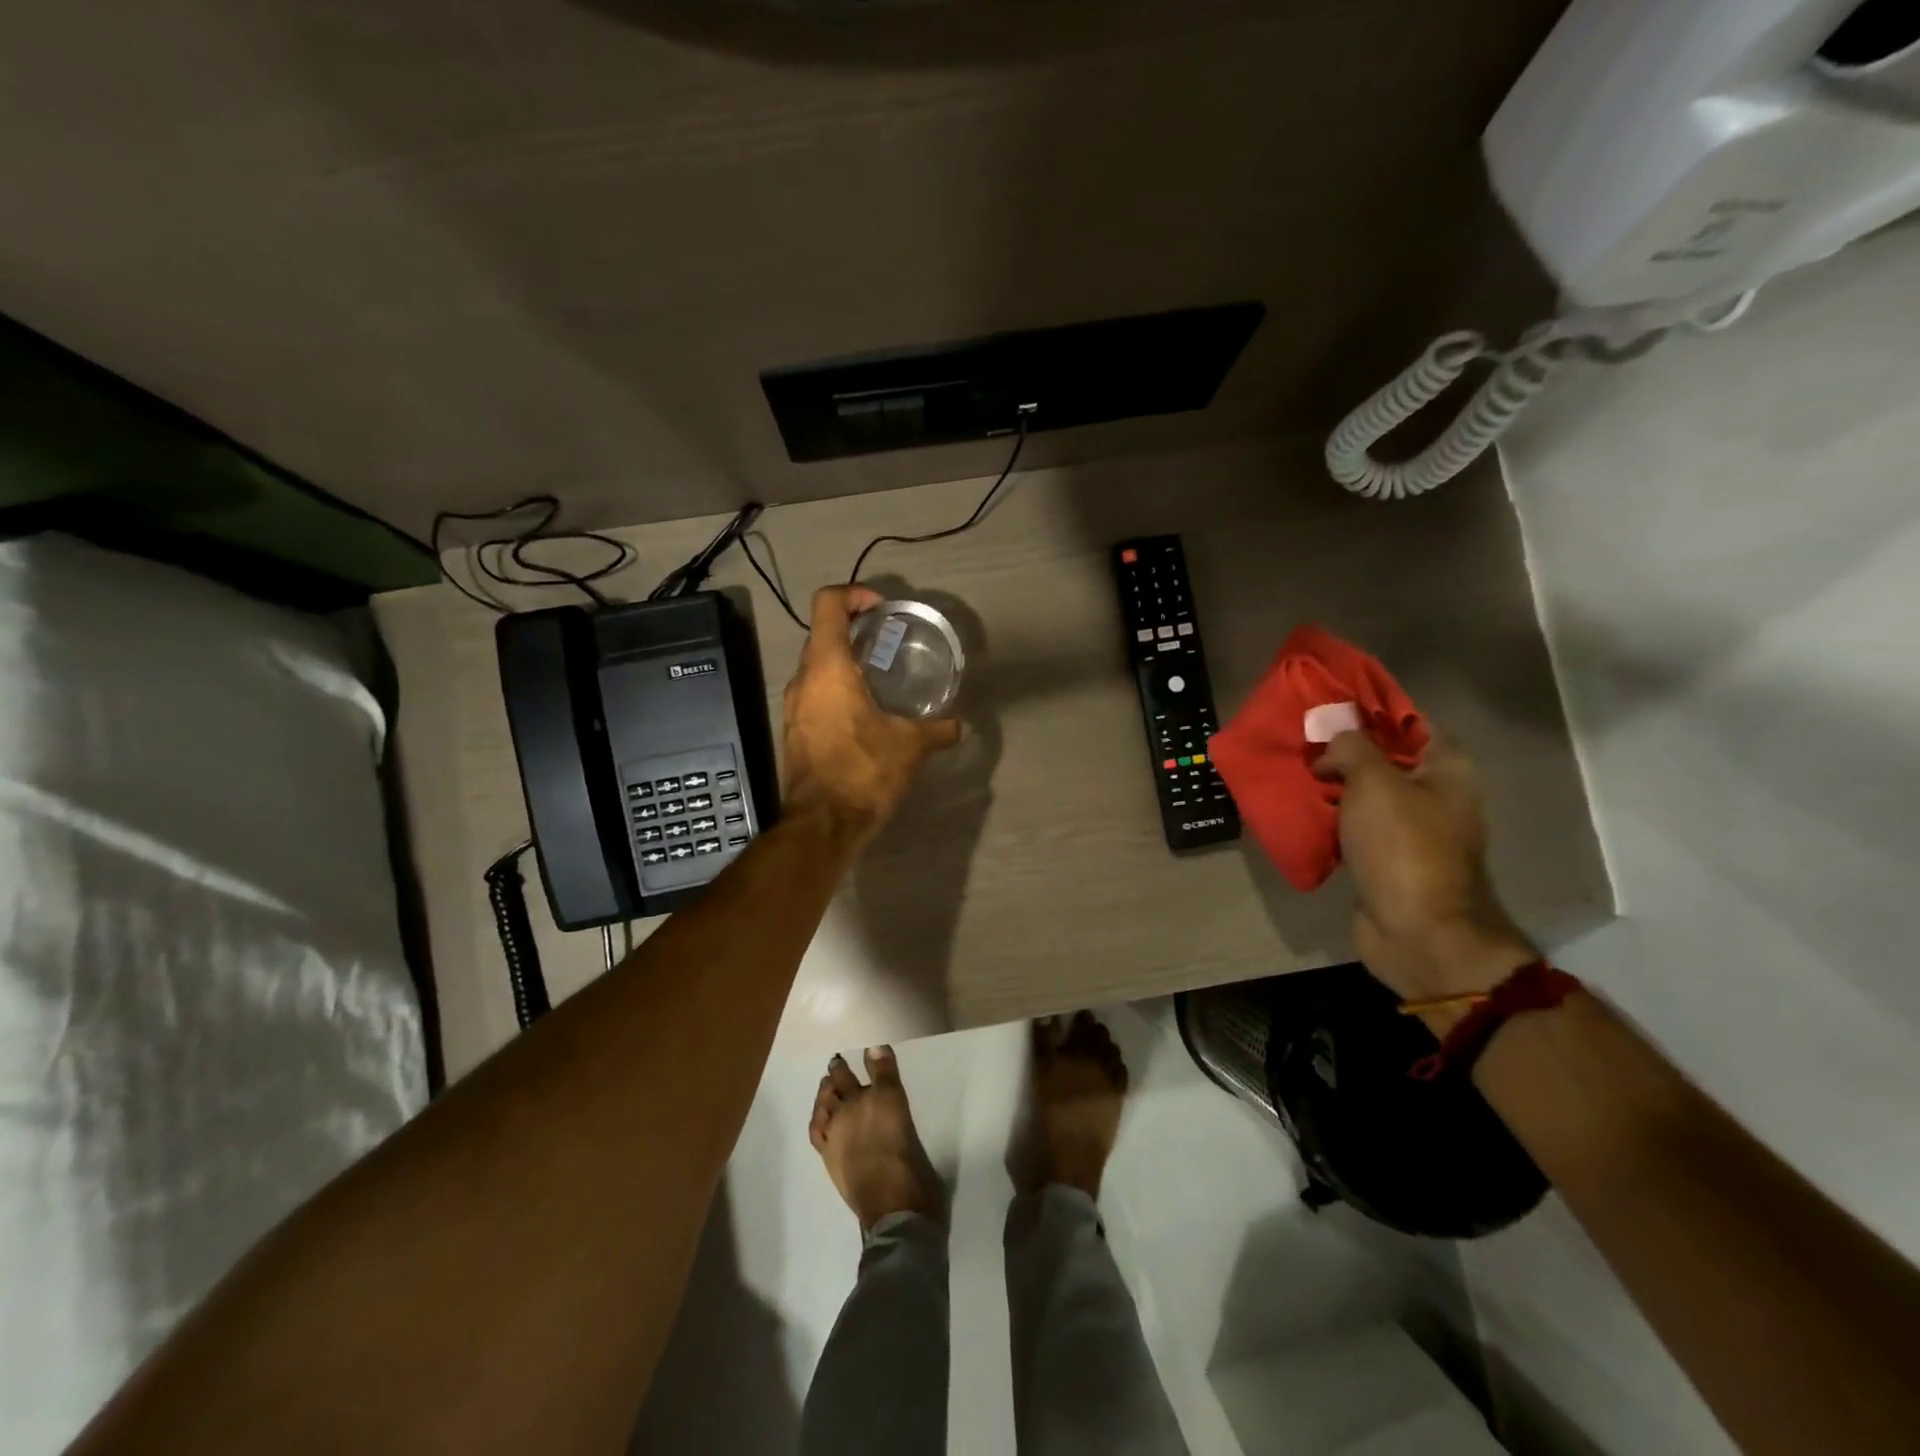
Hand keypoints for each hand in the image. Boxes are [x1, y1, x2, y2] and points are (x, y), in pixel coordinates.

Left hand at [781, 585, 960, 844]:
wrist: (822, 823)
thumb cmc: (863, 771)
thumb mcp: (910, 746)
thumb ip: (937, 730)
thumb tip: (960, 725)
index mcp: (827, 668)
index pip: (828, 604)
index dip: (853, 594)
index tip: (881, 608)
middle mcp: (803, 680)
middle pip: (822, 633)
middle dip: (855, 629)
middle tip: (890, 641)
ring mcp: (794, 706)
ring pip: (817, 666)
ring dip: (846, 662)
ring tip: (882, 677)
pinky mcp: (796, 730)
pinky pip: (816, 694)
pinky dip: (838, 689)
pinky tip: (867, 711)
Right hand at [1313, 730, 1535, 1008]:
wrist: (1418, 931)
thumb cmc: (1403, 847)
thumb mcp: (1374, 782)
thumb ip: (1351, 748)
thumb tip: (1332, 741)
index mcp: (1447, 771)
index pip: (1414, 723)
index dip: (1374, 711)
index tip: (1332, 707)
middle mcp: (1437, 796)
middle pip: (1387, 760)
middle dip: (1346, 751)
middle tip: (1304, 742)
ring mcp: (1413, 832)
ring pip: (1368, 796)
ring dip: (1335, 787)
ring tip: (1295, 774)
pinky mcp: (1389, 861)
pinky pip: (1357, 829)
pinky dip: (1333, 820)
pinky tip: (1303, 811)